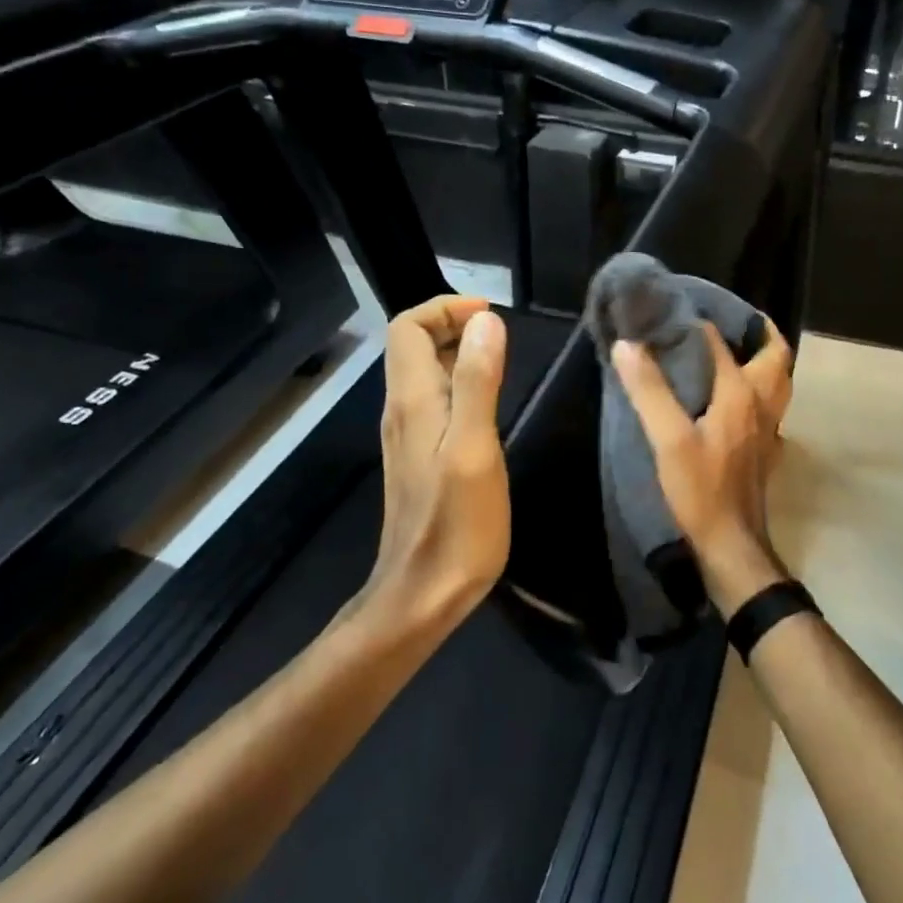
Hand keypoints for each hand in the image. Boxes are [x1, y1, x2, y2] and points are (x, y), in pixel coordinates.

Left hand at [367, 295, 510, 628]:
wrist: (422, 595)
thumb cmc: (456, 525)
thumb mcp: (474, 448)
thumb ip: (477, 381)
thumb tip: (486, 321)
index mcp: (412, 400)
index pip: (407, 327)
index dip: (444, 308)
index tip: (489, 314)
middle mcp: (402, 410)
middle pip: (413, 344)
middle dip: (452, 324)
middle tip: (500, 332)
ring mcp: (408, 435)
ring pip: (424, 372)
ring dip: (457, 351)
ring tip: (500, 357)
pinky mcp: (419, 457)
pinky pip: (434, 400)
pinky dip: (459, 382)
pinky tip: (488, 402)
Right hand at [612, 317, 794, 613]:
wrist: (731, 544)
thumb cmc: (700, 489)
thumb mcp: (668, 439)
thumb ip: (649, 390)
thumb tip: (629, 344)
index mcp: (741, 394)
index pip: (720, 345)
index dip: (698, 326)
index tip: (674, 314)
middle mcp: (762, 405)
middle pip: (776, 357)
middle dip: (760, 333)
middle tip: (733, 322)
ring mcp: (769, 431)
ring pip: (778, 384)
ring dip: (764, 362)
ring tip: (737, 353)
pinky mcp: (766, 453)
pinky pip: (770, 410)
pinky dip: (759, 393)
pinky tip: (736, 403)